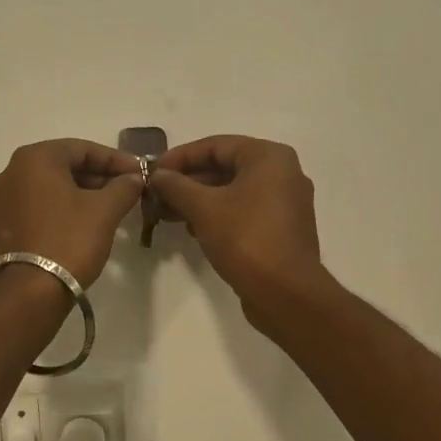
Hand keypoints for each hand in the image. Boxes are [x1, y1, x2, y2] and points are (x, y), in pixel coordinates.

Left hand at [0, 139, 144, 287]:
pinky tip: (81, 225)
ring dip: (80, 194)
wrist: (28, 294)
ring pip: (48, 188)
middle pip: (63, 166)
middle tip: (126, 191)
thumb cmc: (68, 241)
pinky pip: (35, 207)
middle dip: (97, 177)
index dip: (115, 160)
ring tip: (108, 209)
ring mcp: (0, 201)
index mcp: (33, 159)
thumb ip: (123, 187)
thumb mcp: (104, 211)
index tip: (139, 173)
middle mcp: (10, 172)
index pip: (82, 149)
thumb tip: (134, 179)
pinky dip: (59, 210)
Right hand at [149, 136, 329, 320]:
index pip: (215, 145)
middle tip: (156, 195)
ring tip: (167, 214)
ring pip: (233, 190)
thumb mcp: (204, 208)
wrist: (287, 295)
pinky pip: (244, 210)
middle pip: (225, 166)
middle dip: (187, 181)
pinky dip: (218, 214)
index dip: (180, 157)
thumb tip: (157, 175)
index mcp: (269, 157)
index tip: (153, 172)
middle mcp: (282, 173)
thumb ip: (176, 186)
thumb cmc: (246, 239)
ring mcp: (285, 202)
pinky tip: (193, 229)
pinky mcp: (282, 228)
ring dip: (199, 199)